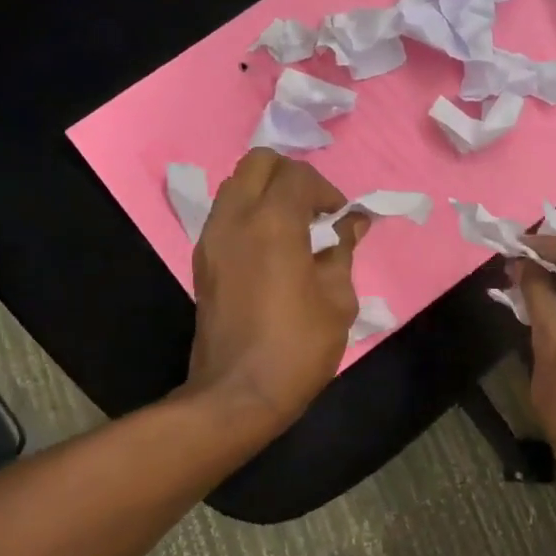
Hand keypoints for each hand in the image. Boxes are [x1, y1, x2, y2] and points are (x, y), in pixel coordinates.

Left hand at [184, 151, 365, 431]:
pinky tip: (271, 249)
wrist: (239, 393)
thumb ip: (343, 251)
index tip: (340, 218)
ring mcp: (212, 238)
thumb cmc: (298, 346)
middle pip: (258, 163)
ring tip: (293, 228)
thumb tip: (353, 223)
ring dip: (267, 193)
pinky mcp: (202, 260)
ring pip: (236, 185)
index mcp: (273, 223)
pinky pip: (225, 214)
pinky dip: (249, 215)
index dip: (326, 191)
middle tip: (314, 210)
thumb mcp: (338, 300)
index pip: (297, 175)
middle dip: (291, 176)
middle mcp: (235, 219)